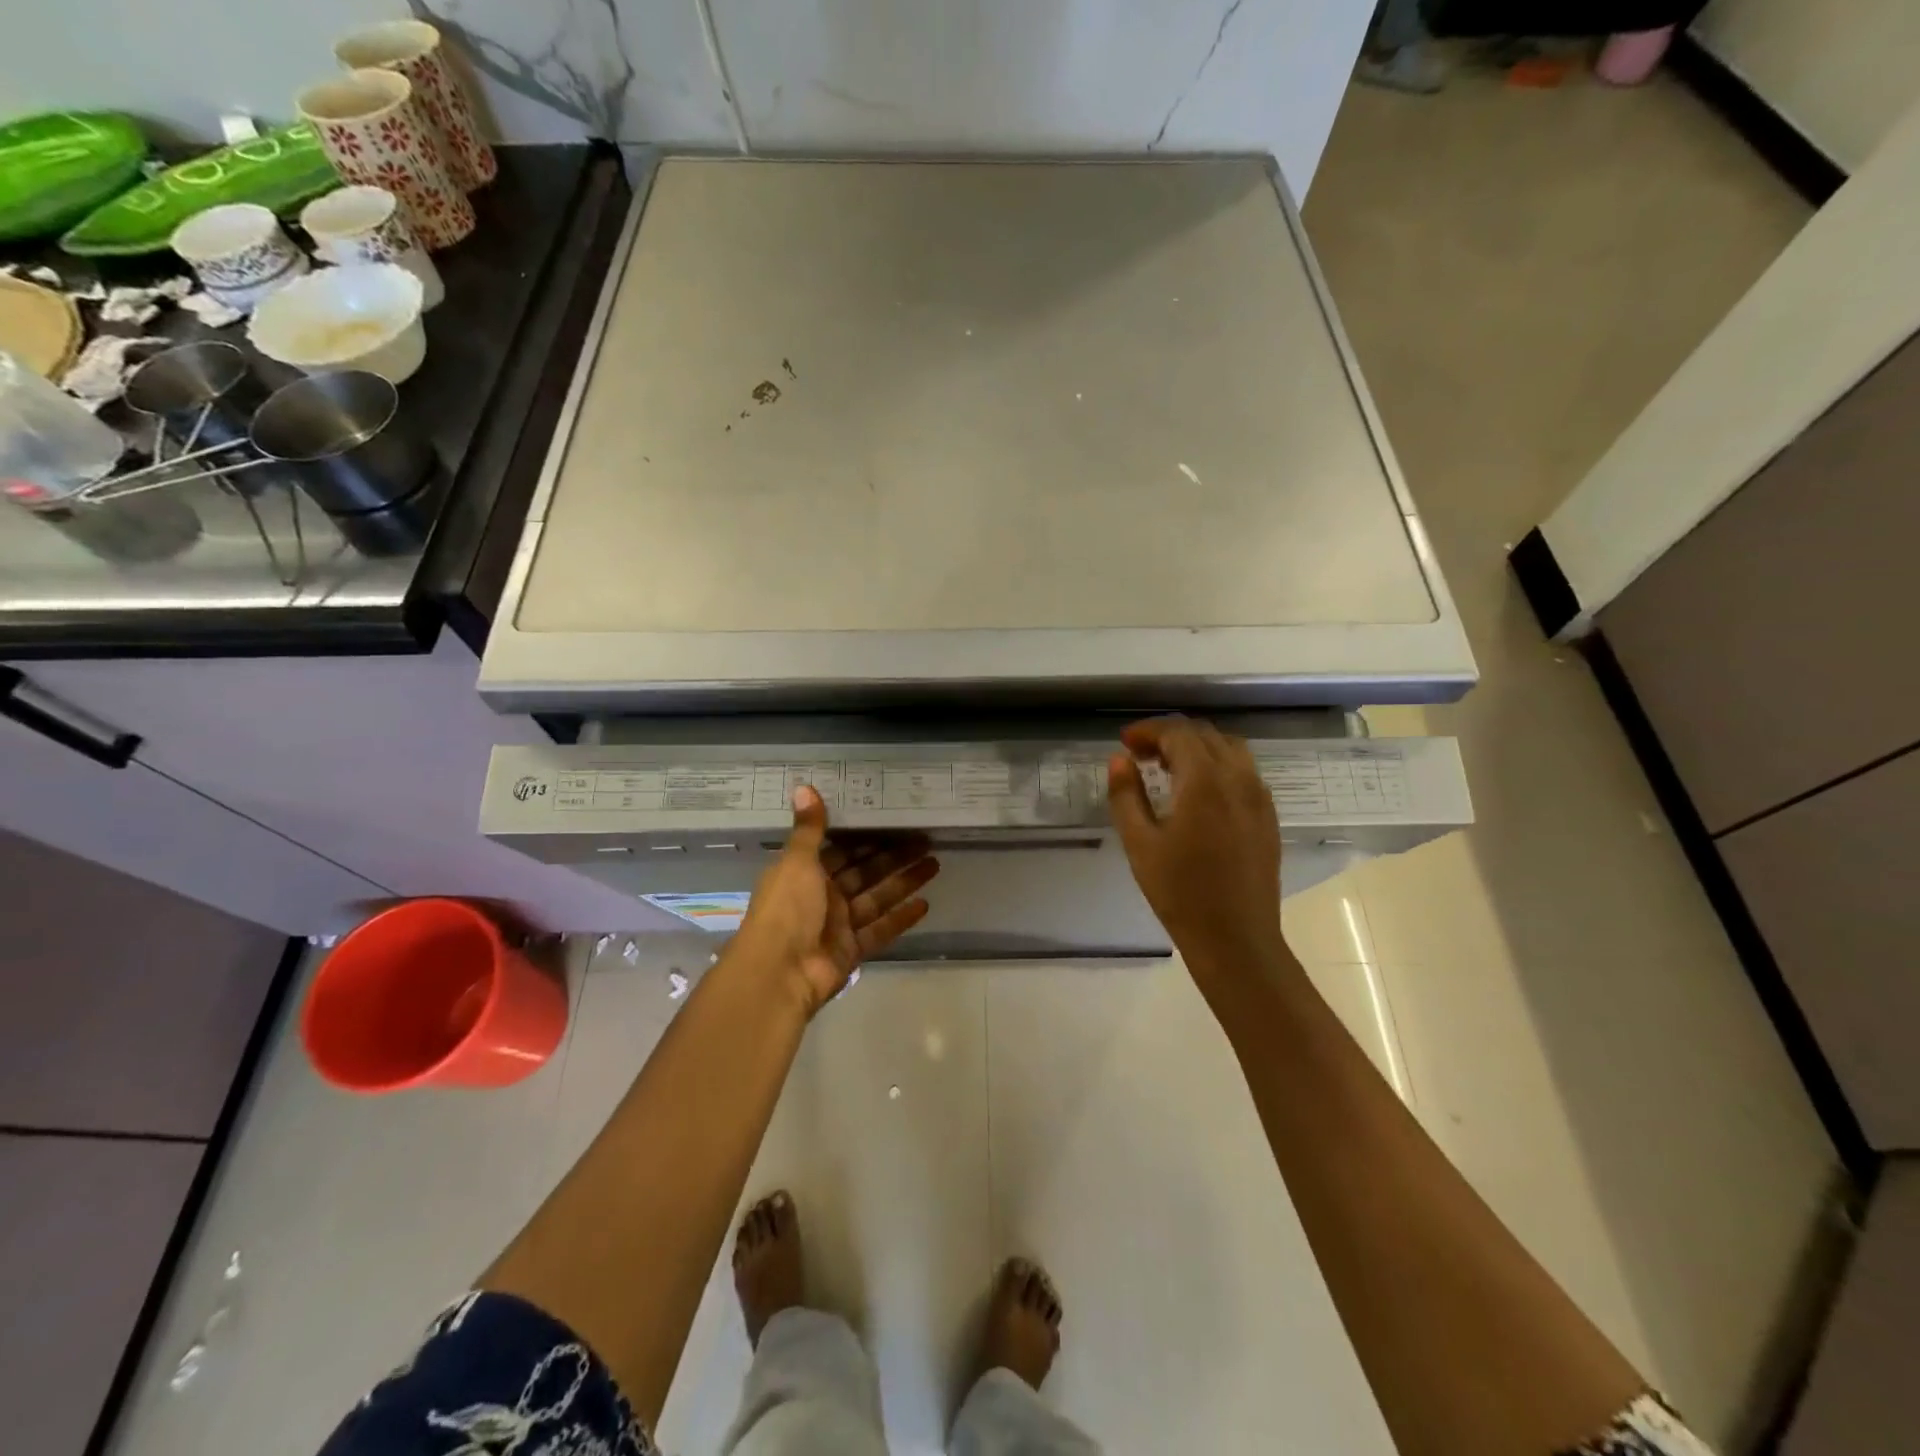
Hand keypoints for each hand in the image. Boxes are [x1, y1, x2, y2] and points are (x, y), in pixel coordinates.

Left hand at [729, 786, 939, 1015]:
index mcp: (804, 872)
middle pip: (864, 871)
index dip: (866, 836)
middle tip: (926, 839)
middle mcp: (821, 896)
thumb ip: (809, 828)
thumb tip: (804, 786)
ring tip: (935, 864)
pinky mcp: (852, 950)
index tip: (894, 821)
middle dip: (893, 856)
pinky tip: (925, 904)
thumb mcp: (797, 862)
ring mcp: (838, 925)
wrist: (779, 973)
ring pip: (877, 898)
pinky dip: (901, 918)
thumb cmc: (786, 909)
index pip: (840, 849)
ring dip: (904, 882)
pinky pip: (880, 930)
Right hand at [1108, 717, 1290, 987]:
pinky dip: (1217, 765)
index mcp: (1205, 781)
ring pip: (1229, 748)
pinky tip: (1197, 792)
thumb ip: (1126, 795)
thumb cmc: (1180, 892)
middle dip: (1170, 736)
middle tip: (1140, 755)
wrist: (1236, 938)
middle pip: (1205, 734)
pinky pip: (1244, 771)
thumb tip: (1119, 760)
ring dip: (1196, 748)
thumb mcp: (1139, 843)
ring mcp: (1259, 796)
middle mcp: (1238, 778)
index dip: (1148, 730)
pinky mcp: (1268, 815)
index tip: (1125, 743)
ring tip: (1168, 769)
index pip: (1178, 733)